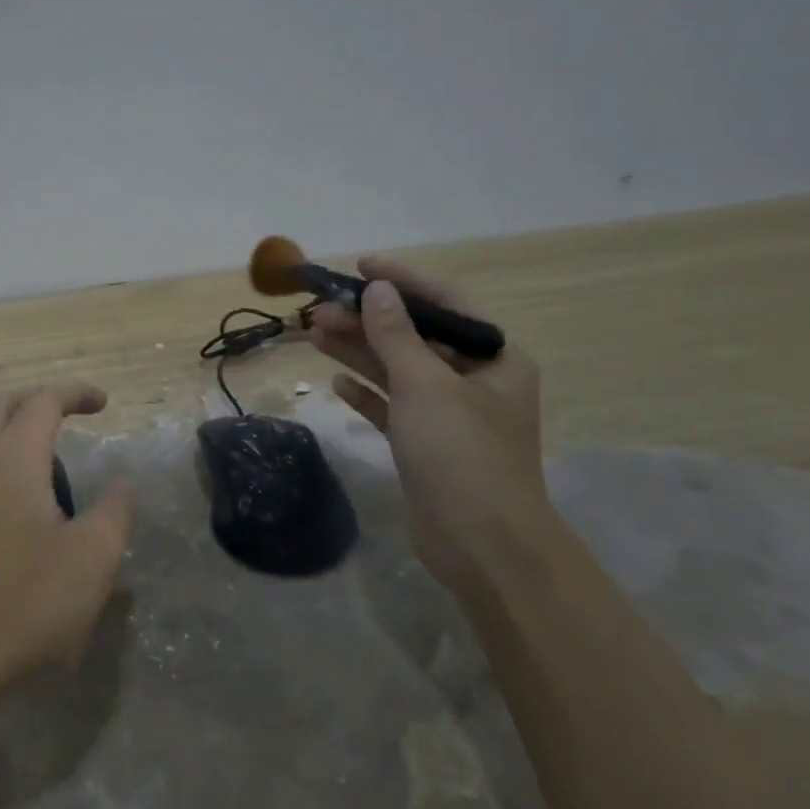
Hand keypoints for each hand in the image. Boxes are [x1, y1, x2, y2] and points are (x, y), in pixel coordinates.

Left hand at [0, 382, 136, 700]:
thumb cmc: (29, 599)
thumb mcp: (94, 557)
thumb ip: (116, 510)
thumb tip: (123, 482)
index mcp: (14, 459)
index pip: (43, 401)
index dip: (76, 393)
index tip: (105, 404)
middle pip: (4, 406)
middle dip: (41, 400)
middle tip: (74, 416)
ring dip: (18, 429)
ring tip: (57, 461)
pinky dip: (4, 457)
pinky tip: (28, 499)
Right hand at [309, 257, 556, 596]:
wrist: (481, 543)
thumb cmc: (461, 452)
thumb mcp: (425, 384)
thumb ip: (396, 335)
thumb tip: (378, 291)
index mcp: (494, 358)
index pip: (445, 304)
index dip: (403, 281)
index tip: (362, 265)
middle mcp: (474, 381)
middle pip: (414, 338)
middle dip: (368, 321)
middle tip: (321, 309)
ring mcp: (448, 415)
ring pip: (397, 371)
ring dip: (359, 353)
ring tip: (315, 334)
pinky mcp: (424, 444)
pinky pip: (391, 407)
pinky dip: (366, 394)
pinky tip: (337, 384)